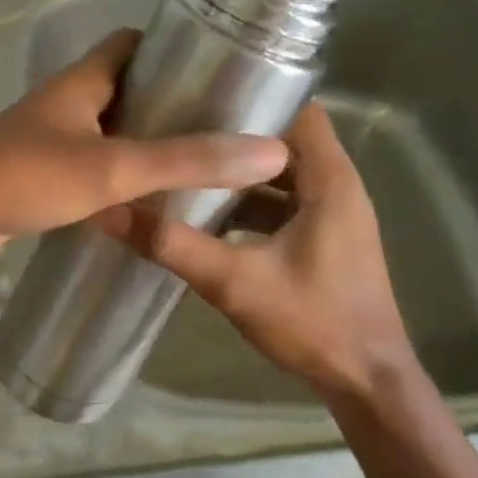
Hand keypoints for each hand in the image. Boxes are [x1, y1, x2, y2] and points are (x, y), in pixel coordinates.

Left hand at [0, 30, 288, 275]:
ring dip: (144, 151)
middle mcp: (62, 106)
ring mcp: (45, 145)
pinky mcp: (34, 182)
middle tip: (221, 131)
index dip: (173, 49)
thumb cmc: (23, 176)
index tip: (219, 69)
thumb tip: (269, 151)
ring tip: (197, 171)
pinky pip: (87, 176)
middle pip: (123, 93)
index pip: (130, 45)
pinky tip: (146, 210)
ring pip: (106, 138)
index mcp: (79, 83)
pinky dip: (116, 186)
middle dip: (168, 107)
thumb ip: (187, 160)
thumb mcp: (112, 167)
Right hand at [103, 101, 419, 400]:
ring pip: (282, 175)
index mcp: (331, 180)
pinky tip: (207, 215)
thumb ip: (172, 245)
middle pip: (285, 141)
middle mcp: (339, 187)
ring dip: (239, 171)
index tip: (200, 94)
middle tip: (179, 127)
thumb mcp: (233, 282)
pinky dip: (250, 202)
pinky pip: (284, 204)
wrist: (366, 383)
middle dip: (236, 134)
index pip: (298, 111)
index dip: (253, 96)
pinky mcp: (325, 241)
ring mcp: (334, 216)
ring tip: (185, 163)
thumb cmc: (313, 322)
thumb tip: (111, 212)